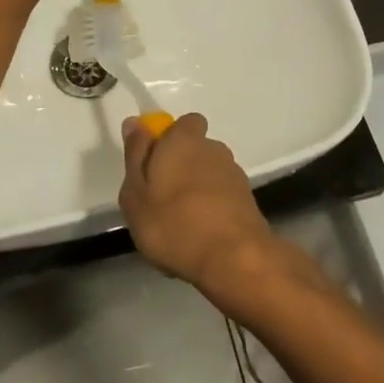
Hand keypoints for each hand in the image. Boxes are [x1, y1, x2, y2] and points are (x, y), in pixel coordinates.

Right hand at [117, 114, 276, 296]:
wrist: (234, 260)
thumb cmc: (174, 224)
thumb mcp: (136, 193)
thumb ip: (135, 155)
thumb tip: (135, 123)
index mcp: (184, 141)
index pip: (185, 122)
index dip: (170, 137)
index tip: (154, 163)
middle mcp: (213, 150)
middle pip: (196, 149)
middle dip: (181, 166)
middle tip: (160, 199)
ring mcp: (234, 176)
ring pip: (209, 175)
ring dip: (197, 191)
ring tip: (180, 224)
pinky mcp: (248, 202)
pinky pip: (222, 198)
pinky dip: (211, 211)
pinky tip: (199, 238)